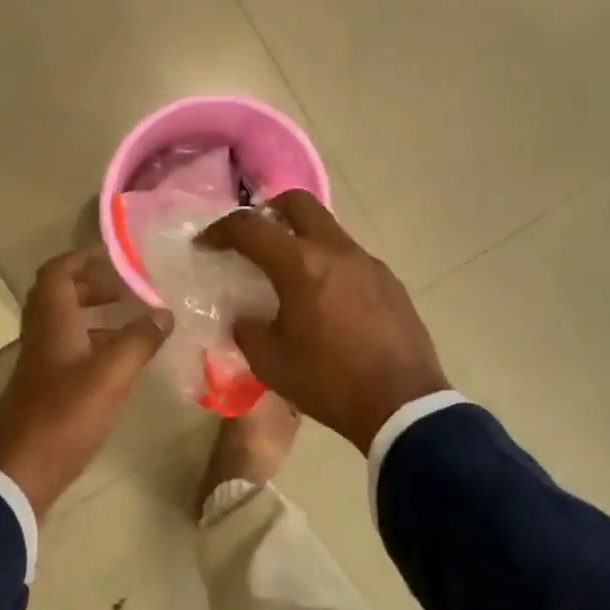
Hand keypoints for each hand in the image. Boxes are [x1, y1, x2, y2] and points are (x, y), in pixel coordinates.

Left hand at [0, 247, 172, 514]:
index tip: (114, 256)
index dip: (82, 258)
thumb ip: (139, 340)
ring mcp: (40, 365)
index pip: (58, 272)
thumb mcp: (111, 374)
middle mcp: (41, 336)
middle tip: (127, 291)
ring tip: (132, 326)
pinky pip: (68, 353)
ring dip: (94, 318)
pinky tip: (118, 366)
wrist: (21, 470)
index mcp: (52, 322)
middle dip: (92, 287)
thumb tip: (164, 313)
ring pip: (65, 327)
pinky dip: (92, 347)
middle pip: (60, 297)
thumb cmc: (65, 414)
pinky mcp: (44, 391)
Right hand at [199, 192, 449, 453]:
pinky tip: (325, 301)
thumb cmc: (329, 382)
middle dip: (267, 212)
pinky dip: (328, 264)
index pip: (250, 227)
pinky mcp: (390, 281)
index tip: (206, 244)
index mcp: (302, 265)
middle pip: (298, 203)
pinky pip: (350, 257)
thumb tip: (245, 317)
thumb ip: (248, 330)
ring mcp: (369, 263)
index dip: (220, 231)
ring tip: (288, 275)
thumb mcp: (271, 363)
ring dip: (301, 239)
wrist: (403, 406)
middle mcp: (337, 251)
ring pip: (328, 229)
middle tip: (252, 239)